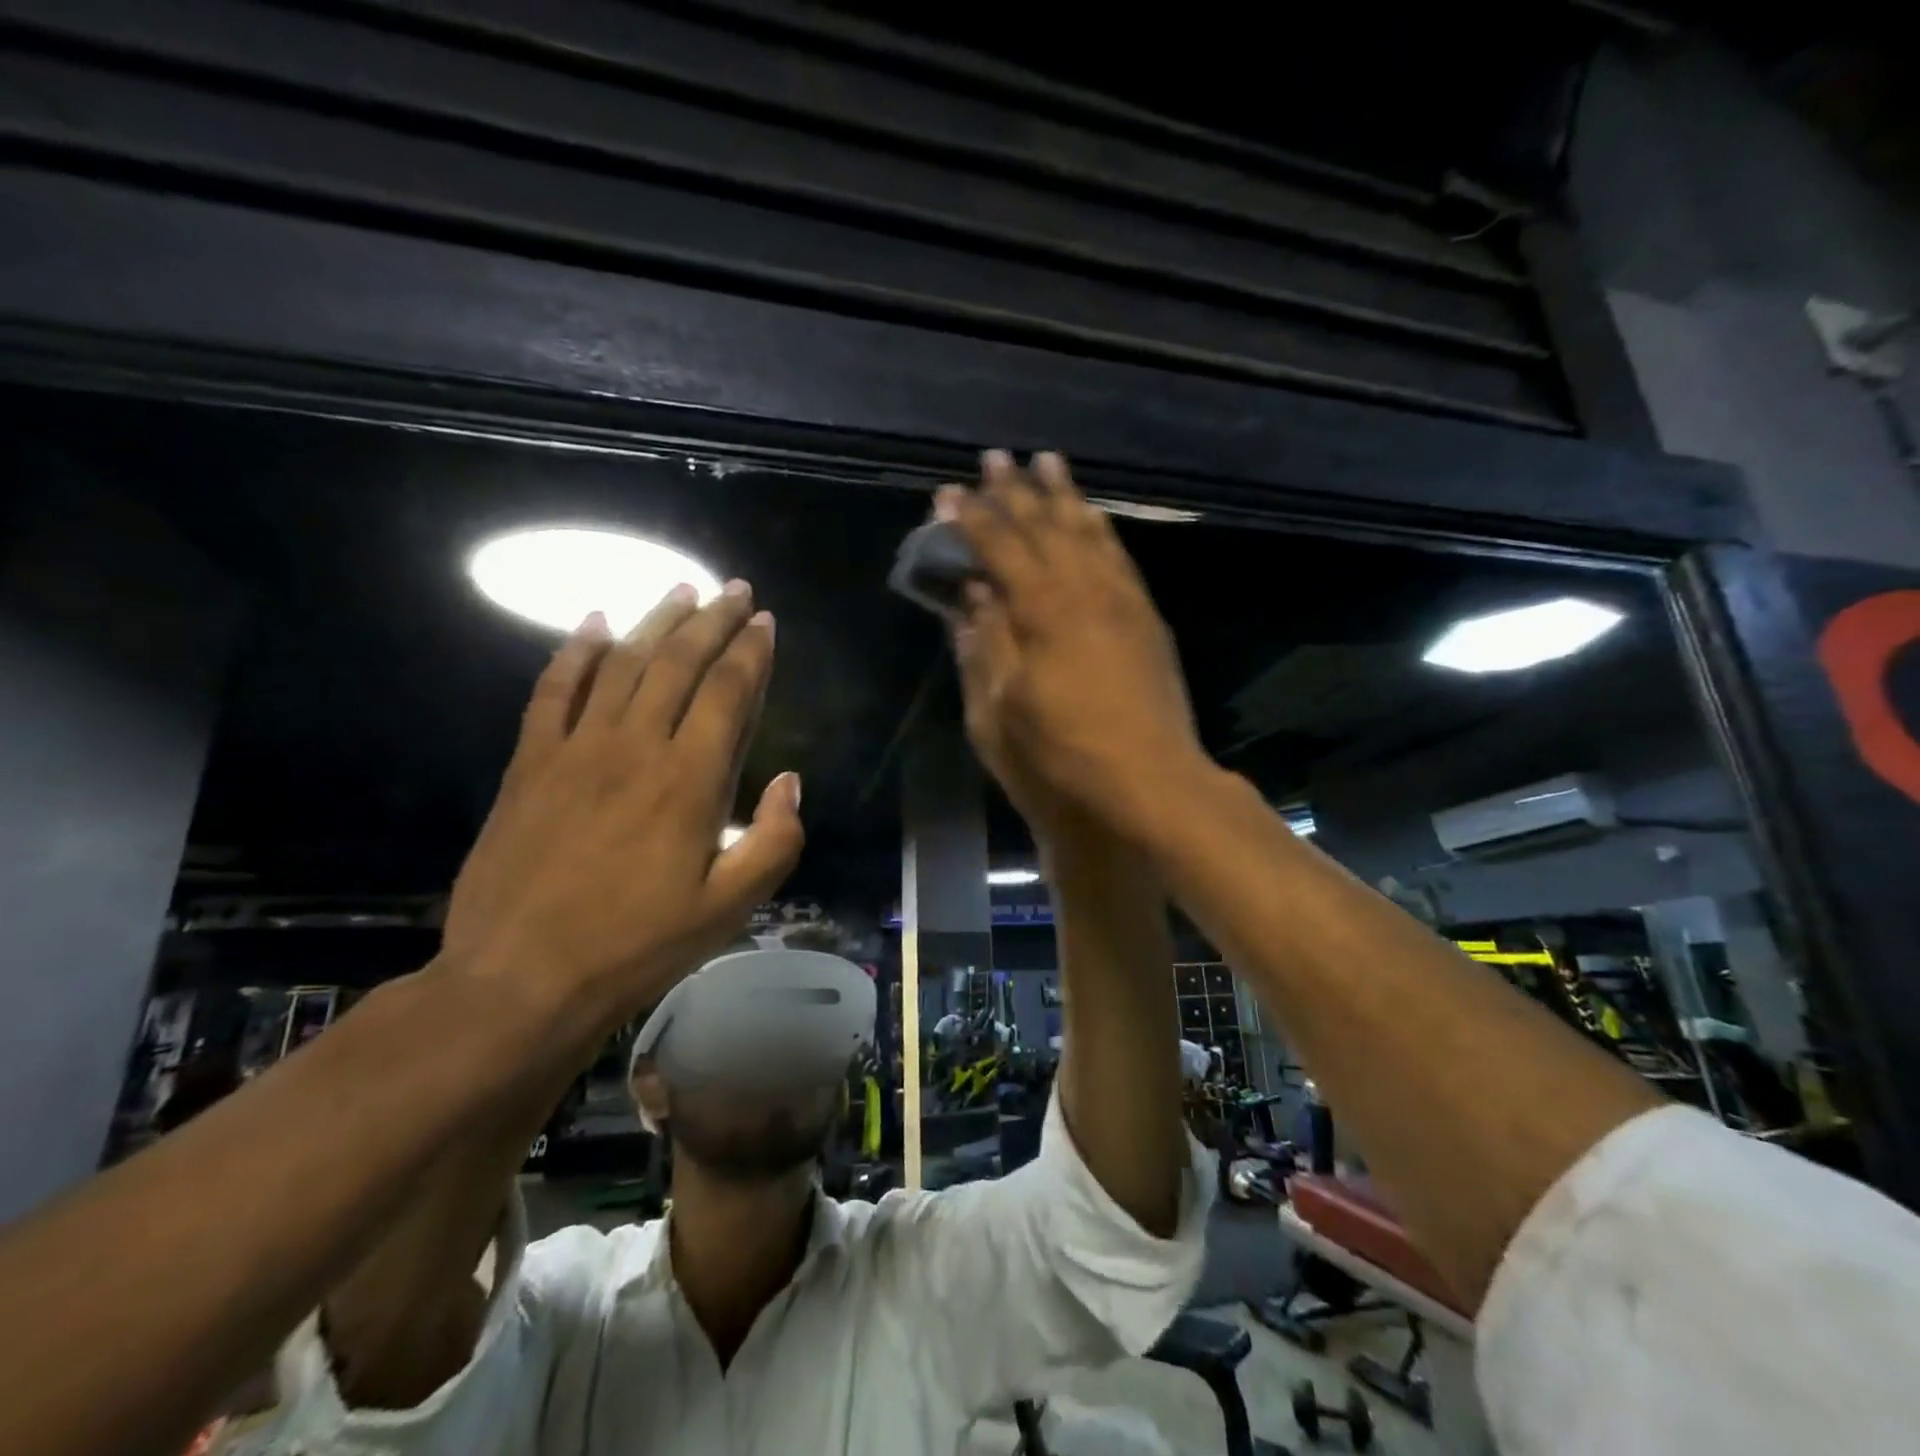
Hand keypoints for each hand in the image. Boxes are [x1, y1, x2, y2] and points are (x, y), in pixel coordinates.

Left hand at [443, 583, 802, 1029]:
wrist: (521, 979)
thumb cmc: (639, 945)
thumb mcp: (731, 908)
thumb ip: (775, 840)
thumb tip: (790, 781)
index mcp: (691, 780)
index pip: (729, 692)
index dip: (751, 652)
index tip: (766, 622)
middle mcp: (637, 746)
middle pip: (679, 662)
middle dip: (713, 620)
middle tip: (734, 590)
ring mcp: (577, 749)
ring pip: (623, 663)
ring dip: (657, 621)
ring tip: (682, 590)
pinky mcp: (532, 763)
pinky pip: (554, 690)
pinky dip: (576, 652)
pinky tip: (594, 624)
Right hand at [942, 451, 1204, 841]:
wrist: (1150, 786)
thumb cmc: (1061, 760)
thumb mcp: (998, 714)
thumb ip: (985, 647)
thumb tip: (972, 597)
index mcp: (1042, 612)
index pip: (1000, 548)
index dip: (971, 519)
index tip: (947, 494)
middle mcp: (1085, 591)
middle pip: (1046, 527)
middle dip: (1017, 491)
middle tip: (995, 457)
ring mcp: (1123, 601)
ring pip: (1089, 532)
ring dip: (1065, 496)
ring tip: (1048, 462)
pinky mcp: (1147, 620)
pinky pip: (1121, 557)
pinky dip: (1102, 529)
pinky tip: (1094, 516)